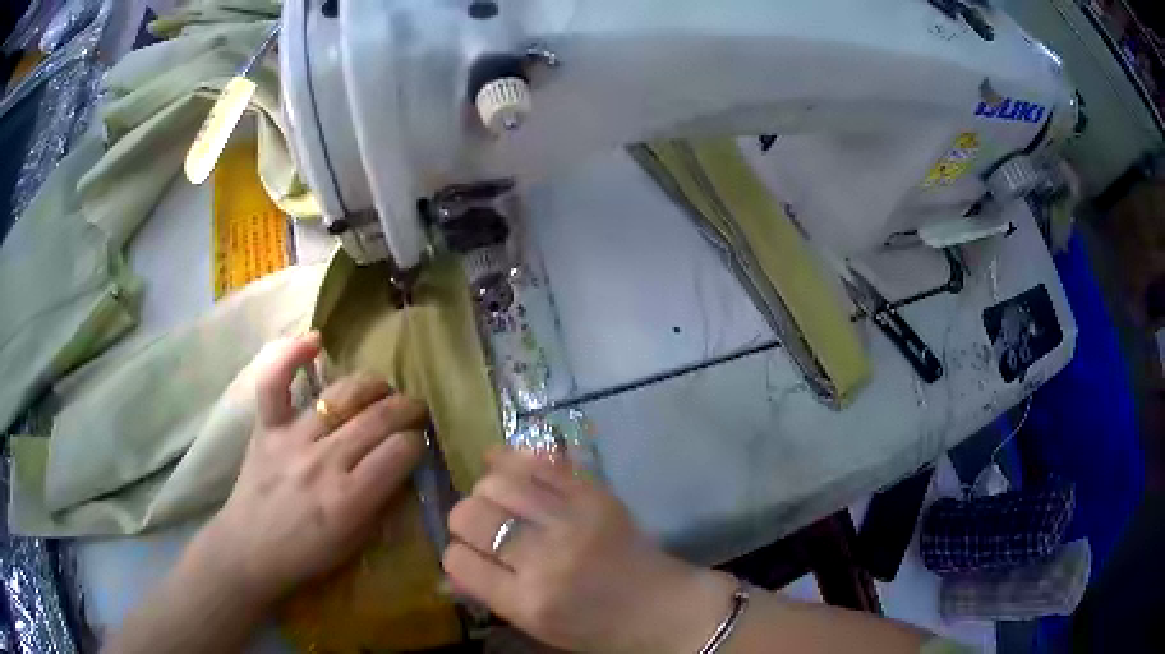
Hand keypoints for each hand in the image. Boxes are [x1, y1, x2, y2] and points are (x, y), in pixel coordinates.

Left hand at [191, 332, 426, 604]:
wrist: (250, 550)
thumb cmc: (307, 554)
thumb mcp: (356, 541)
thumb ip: (382, 501)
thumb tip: (404, 464)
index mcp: (350, 499)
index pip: (400, 452)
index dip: (417, 443)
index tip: (418, 444)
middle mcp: (324, 462)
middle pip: (378, 418)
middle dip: (407, 408)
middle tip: (415, 409)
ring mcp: (292, 439)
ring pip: (342, 395)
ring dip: (373, 385)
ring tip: (383, 389)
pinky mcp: (266, 427)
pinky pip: (276, 382)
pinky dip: (292, 356)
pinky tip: (316, 341)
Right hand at [442, 450, 736, 653]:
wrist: (663, 608)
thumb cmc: (597, 628)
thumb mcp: (536, 626)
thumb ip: (489, 593)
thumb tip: (449, 565)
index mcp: (526, 602)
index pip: (457, 560)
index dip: (456, 554)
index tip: (468, 553)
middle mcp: (544, 560)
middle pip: (469, 515)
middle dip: (464, 518)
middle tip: (480, 524)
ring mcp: (572, 522)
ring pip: (498, 482)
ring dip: (488, 488)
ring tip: (498, 497)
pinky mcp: (596, 495)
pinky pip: (541, 462)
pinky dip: (517, 459)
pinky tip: (511, 465)